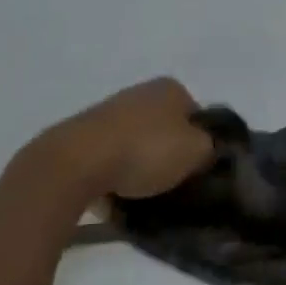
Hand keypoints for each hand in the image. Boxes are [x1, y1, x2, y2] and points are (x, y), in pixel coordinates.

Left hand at [28, 76, 215, 205]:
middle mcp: (141, 92)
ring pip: (137, 143)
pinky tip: (115, 196)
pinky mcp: (81, 136)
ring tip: (142, 195)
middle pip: (166, 129)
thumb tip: (205, 153)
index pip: (198, 117)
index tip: (196, 171)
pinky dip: (114, 174)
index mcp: (171, 88)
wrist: (75, 164)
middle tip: (172, 184)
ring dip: (140, 165)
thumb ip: (210, 149)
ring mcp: (108, 112)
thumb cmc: (145, 151)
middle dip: (169, 154)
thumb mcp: (197, 151)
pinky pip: (109, 158)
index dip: (201, 145)